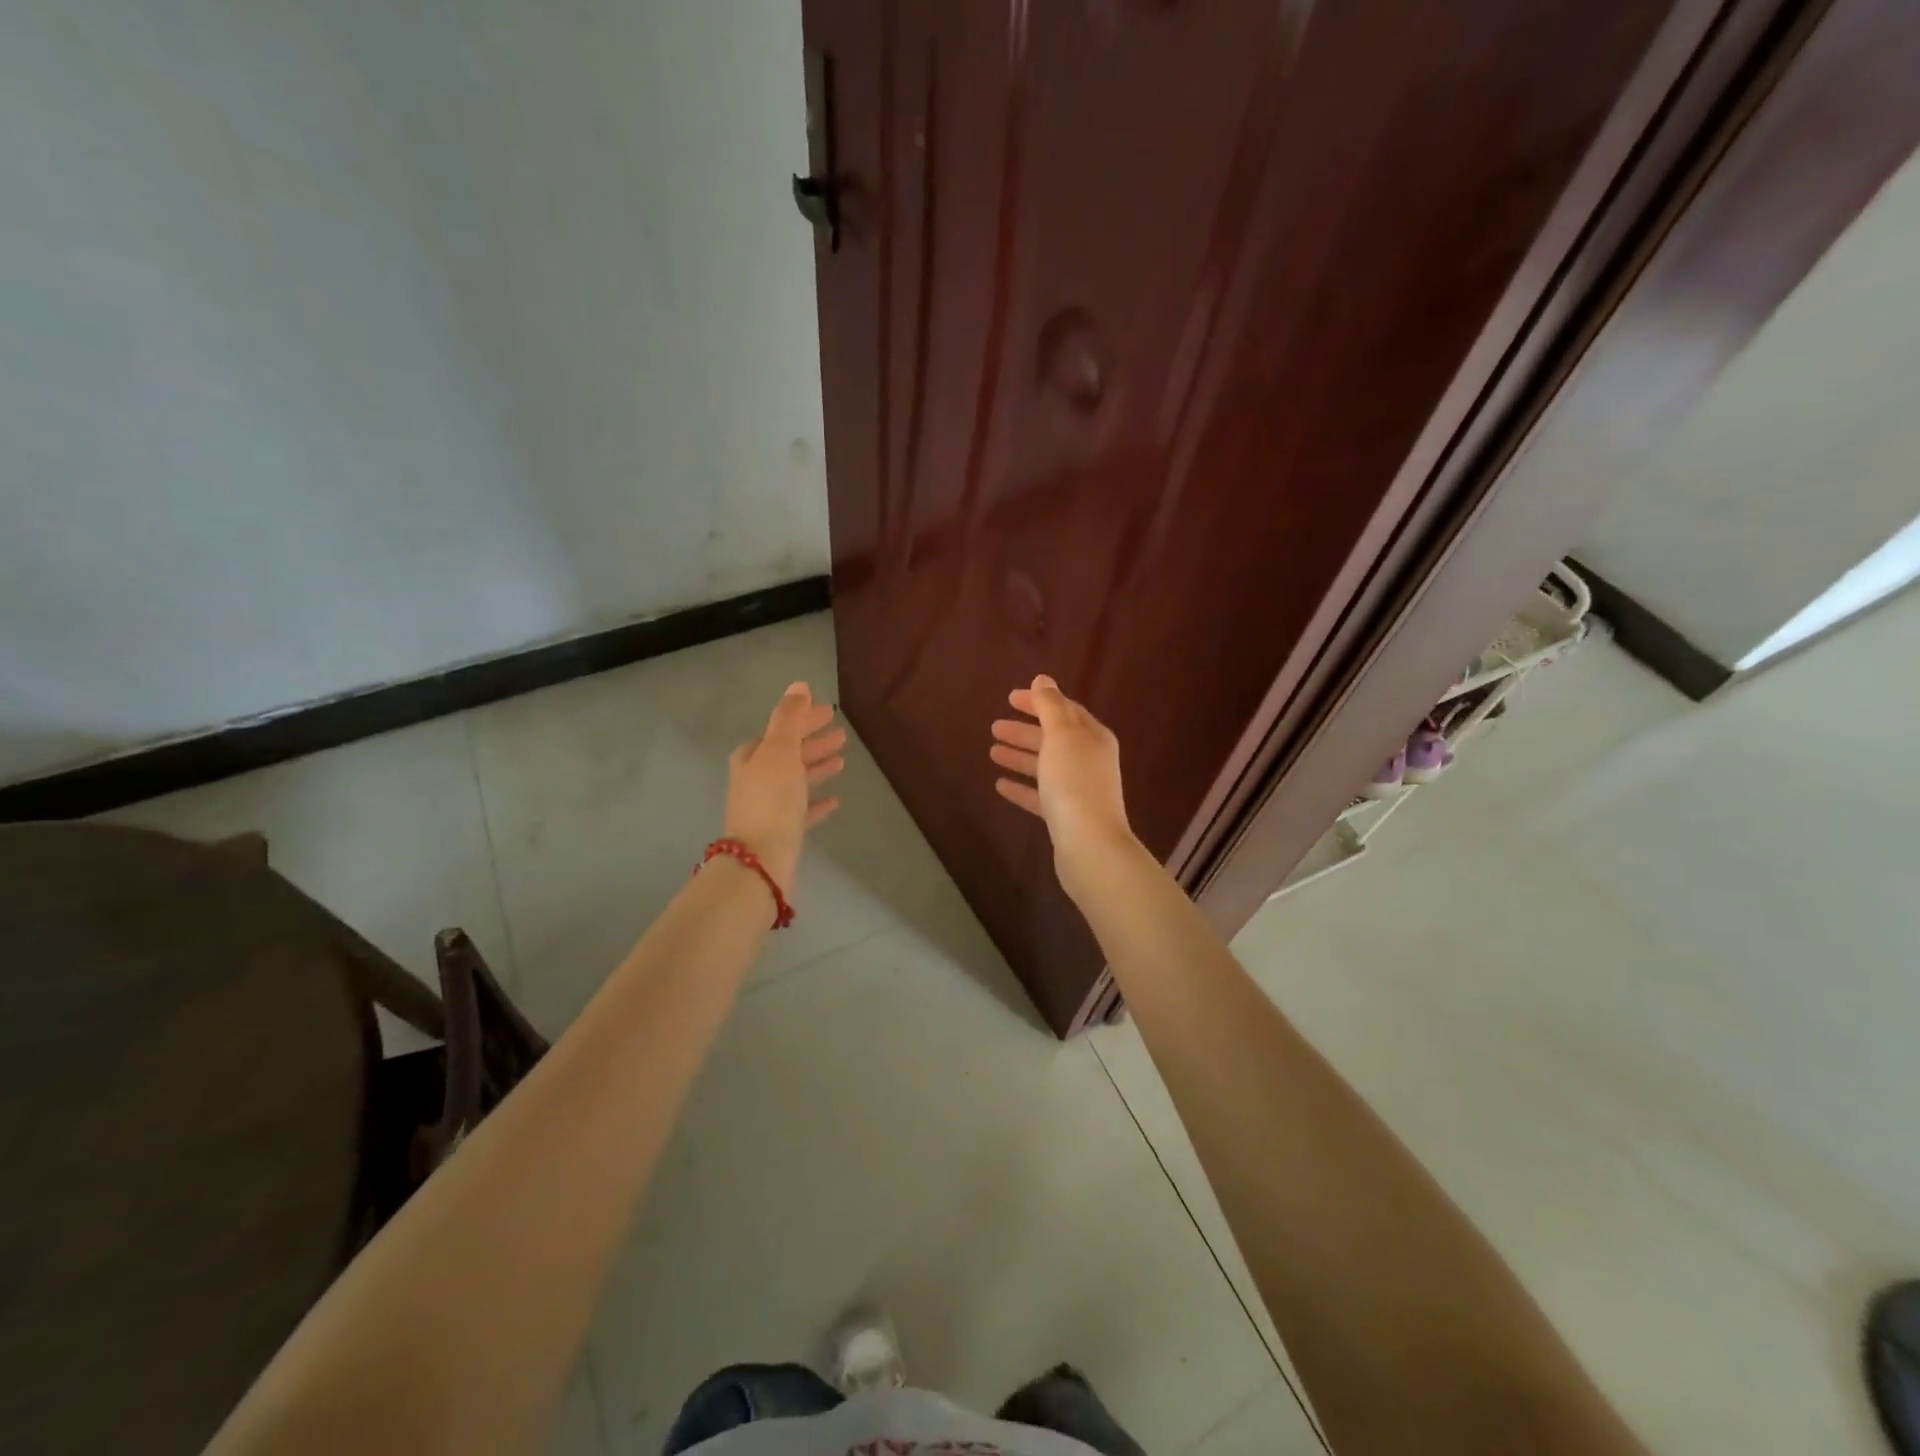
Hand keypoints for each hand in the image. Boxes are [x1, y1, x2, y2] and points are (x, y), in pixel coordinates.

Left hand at [725, 682, 845, 898]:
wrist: (761, 860)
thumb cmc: (771, 799)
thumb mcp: (780, 750)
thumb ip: (789, 717)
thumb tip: (799, 685)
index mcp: (751, 757)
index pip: (779, 729)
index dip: (803, 719)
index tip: (829, 711)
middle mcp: (755, 779)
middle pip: (787, 753)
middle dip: (812, 741)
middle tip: (842, 734)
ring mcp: (767, 807)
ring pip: (796, 780)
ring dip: (816, 768)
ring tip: (842, 761)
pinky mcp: (781, 832)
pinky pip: (802, 810)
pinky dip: (816, 802)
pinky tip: (835, 800)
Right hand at [989, 674, 1137, 895]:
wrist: (1089, 845)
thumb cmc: (1075, 782)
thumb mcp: (1062, 736)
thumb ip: (1050, 706)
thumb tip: (1043, 679)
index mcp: (1093, 737)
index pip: (1065, 710)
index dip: (1039, 702)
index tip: (1010, 698)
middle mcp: (1089, 761)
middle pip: (1053, 739)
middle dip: (1025, 731)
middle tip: (994, 726)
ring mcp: (1078, 790)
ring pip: (1045, 766)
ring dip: (1020, 756)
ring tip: (992, 751)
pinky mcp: (1066, 817)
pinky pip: (1040, 795)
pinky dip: (1022, 787)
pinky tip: (1000, 785)